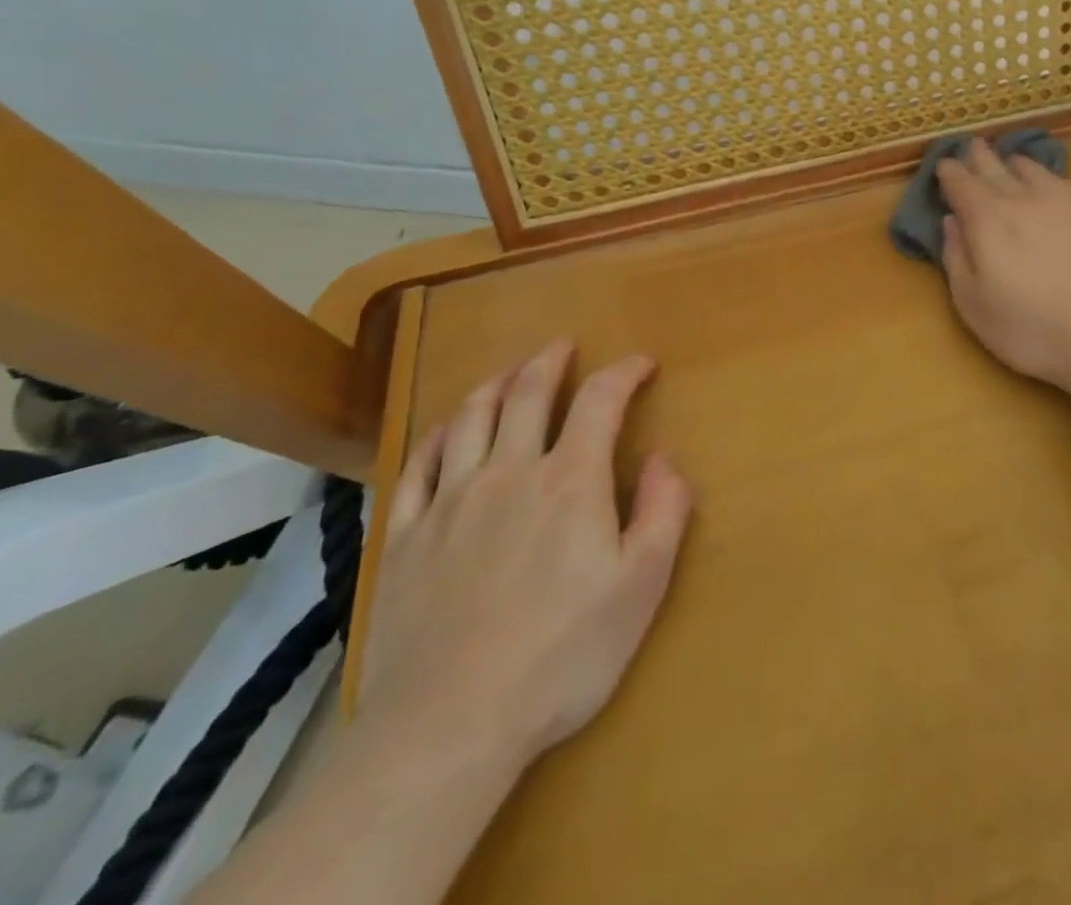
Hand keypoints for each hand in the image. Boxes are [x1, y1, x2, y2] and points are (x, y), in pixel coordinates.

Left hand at [359, 341, 692, 769]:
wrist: (449, 724)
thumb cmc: (562, 654)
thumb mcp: (641, 586)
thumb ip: (663, 512)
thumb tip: (666, 458)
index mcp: (569, 479)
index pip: (600, 401)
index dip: (624, 372)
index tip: (642, 364)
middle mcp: (508, 472)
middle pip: (527, 393)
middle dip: (549, 361)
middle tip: (563, 346)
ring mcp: (450, 502)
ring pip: (469, 418)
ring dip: (493, 384)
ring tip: (509, 373)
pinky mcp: (404, 538)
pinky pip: (416, 467)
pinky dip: (435, 437)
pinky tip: (443, 430)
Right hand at [936, 138, 1070, 401]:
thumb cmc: (1030, 328)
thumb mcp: (973, 304)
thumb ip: (956, 258)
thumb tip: (950, 221)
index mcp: (986, 218)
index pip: (960, 183)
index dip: (949, 172)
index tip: (944, 166)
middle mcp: (1022, 198)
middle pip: (995, 167)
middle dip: (979, 156)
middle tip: (973, 146)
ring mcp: (1064, 200)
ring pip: (1033, 169)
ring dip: (1015, 163)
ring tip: (1010, 162)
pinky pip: (1066, 181)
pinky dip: (1050, 178)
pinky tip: (1053, 185)